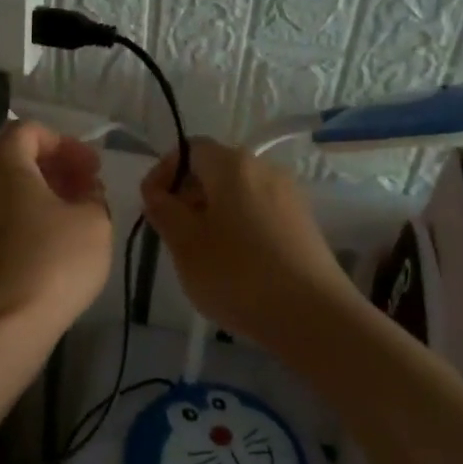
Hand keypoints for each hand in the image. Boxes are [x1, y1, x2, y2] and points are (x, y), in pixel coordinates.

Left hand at [0, 121, 112, 341]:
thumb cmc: (51, 262)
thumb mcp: (94, 222)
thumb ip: (93, 196)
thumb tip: (84, 191)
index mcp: (1, 163)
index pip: (29, 131)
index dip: (66, 144)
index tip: (92, 168)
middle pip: (11, 160)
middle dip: (50, 169)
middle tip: (83, 189)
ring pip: (0, 193)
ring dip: (35, 197)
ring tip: (69, 219)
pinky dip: (18, 222)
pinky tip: (45, 246)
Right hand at [140, 138, 362, 349]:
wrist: (312, 314)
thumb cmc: (238, 274)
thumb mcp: (185, 245)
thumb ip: (164, 211)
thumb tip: (157, 192)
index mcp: (233, 165)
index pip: (190, 149)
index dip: (164, 172)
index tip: (150, 205)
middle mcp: (265, 169)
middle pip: (216, 169)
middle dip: (187, 195)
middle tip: (171, 233)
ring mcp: (289, 196)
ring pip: (239, 194)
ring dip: (213, 213)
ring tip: (200, 253)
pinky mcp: (303, 224)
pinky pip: (260, 213)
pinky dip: (239, 227)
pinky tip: (234, 264)